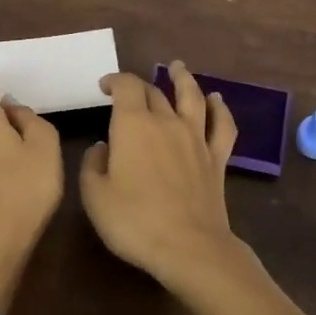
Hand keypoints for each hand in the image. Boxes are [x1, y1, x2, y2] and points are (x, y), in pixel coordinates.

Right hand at [78, 61, 240, 293]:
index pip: (126, 87)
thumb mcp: (95, 196)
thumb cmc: (134, 221)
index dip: (114, 81)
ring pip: (192, 97)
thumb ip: (92, 165)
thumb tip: (102, 148)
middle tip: (129, 90)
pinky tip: (217, 100)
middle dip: (140, 86)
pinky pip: (222, 125)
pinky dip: (220, 109)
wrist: (188, 247)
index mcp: (133, 125)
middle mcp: (166, 122)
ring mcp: (196, 139)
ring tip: (178, 67)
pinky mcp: (216, 158)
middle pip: (155, 92)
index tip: (104, 86)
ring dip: (183, 79)